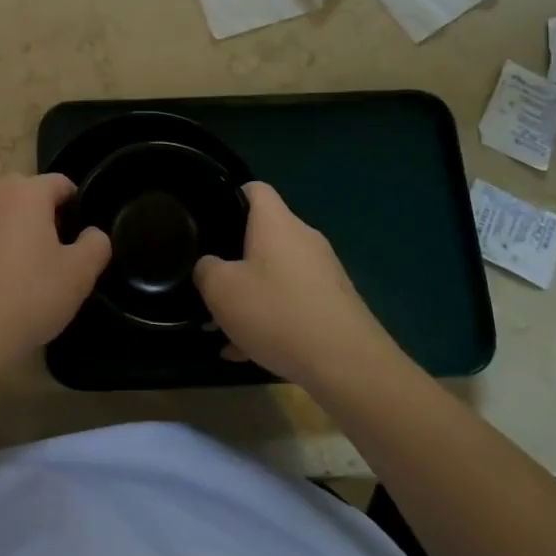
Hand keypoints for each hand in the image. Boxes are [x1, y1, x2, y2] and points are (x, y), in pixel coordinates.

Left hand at [0, 174, 110, 374]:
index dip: (78, 206)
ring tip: (29, 270)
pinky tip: (0, 281)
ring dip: (17, 230)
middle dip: (46, 215)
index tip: (82, 238)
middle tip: (58, 253)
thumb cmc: (28, 298)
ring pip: (3, 213)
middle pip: (29, 194)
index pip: (61, 183)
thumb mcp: (79, 275)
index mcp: (26, 192)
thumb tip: (92, 233)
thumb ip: (96, 244)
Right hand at [194, 182, 400, 388]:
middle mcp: (304, 238)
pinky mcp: (335, 304)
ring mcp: (324, 272)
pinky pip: (294, 301)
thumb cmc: (278, 313)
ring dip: (251, 295)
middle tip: (211, 283)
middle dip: (235, 258)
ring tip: (225, 328)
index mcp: (277, 223)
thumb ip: (206, 269)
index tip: (209, 221)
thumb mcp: (221, 290)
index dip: (229, 197)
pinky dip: (272, 318)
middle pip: (263, 235)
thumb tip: (210, 266)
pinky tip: (251, 351)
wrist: (349, 366)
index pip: (254, 188)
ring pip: (276, 274)